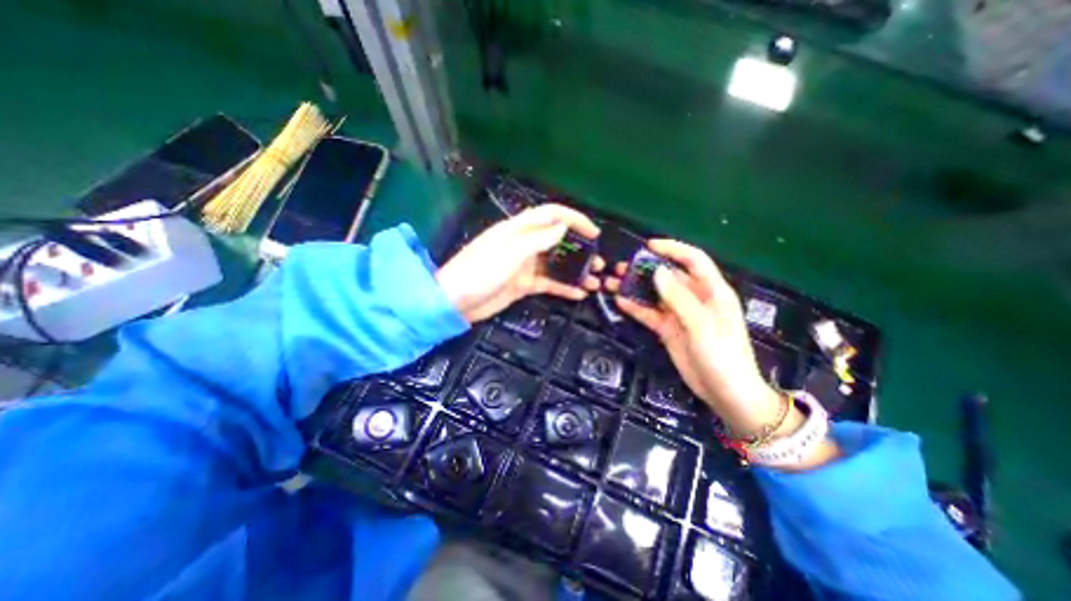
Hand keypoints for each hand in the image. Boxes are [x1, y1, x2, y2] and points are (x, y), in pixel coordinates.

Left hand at [434, 202, 601, 324]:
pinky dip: (563, 287)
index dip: (574, 219)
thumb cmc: (480, 272)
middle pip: (557, 240)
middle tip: (598, 261)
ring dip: (575, 270)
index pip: (551, 215)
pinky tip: (578, 294)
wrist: (456, 302)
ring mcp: (525, 265)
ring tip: (594, 281)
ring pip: (556, 264)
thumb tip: (562, 227)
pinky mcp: (523, 284)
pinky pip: (548, 283)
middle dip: (579, 248)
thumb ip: (537, 239)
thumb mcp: (510, 252)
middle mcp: (524, 244)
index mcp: (519, 230)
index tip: (593, 233)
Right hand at [605, 238, 783, 436]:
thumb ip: (679, 298)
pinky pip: (649, 314)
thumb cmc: (723, 357)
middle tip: (621, 267)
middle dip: (645, 269)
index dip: (673, 249)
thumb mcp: (701, 325)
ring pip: (655, 295)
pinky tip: (620, 301)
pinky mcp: (669, 330)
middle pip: (669, 276)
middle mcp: (695, 299)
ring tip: (614, 282)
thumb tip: (658, 272)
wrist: (725, 394)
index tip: (648, 246)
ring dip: (636, 288)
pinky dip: (635, 307)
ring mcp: (679, 315)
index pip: (693, 260)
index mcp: (712, 291)